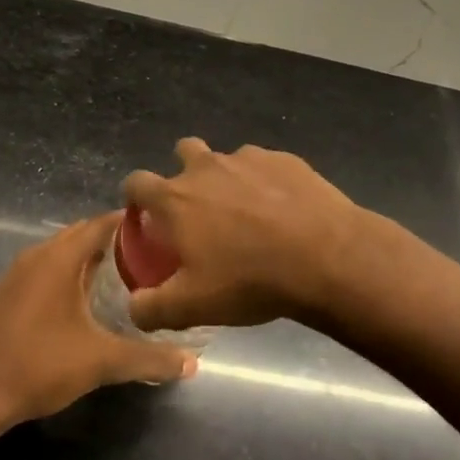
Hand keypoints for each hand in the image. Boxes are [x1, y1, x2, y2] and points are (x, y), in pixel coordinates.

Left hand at [0, 214, 195, 427]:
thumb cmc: (40, 365)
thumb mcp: (101, 361)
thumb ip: (148, 358)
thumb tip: (191, 363)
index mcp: (59, 258)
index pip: (100, 223)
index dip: (130, 224)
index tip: (161, 232)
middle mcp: (37, 255)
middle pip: (81, 234)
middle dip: (114, 241)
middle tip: (150, 257)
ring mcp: (17, 273)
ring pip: (62, 252)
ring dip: (90, 258)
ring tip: (125, 276)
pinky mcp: (8, 292)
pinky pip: (46, 268)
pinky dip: (69, 272)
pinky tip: (86, 300)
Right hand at [122, 139, 366, 332]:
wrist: (325, 257)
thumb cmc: (249, 279)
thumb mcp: (192, 307)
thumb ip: (151, 308)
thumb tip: (133, 308)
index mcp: (175, 198)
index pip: (136, 182)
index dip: (136, 196)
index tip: (146, 215)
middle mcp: (206, 167)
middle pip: (182, 151)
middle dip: (184, 173)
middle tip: (199, 210)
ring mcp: (248, 158)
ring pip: (226, 159)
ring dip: (227, 179)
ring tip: (247, 214)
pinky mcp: (285, 159)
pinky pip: (264, 166)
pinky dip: (265, 183)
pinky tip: (282, 211)